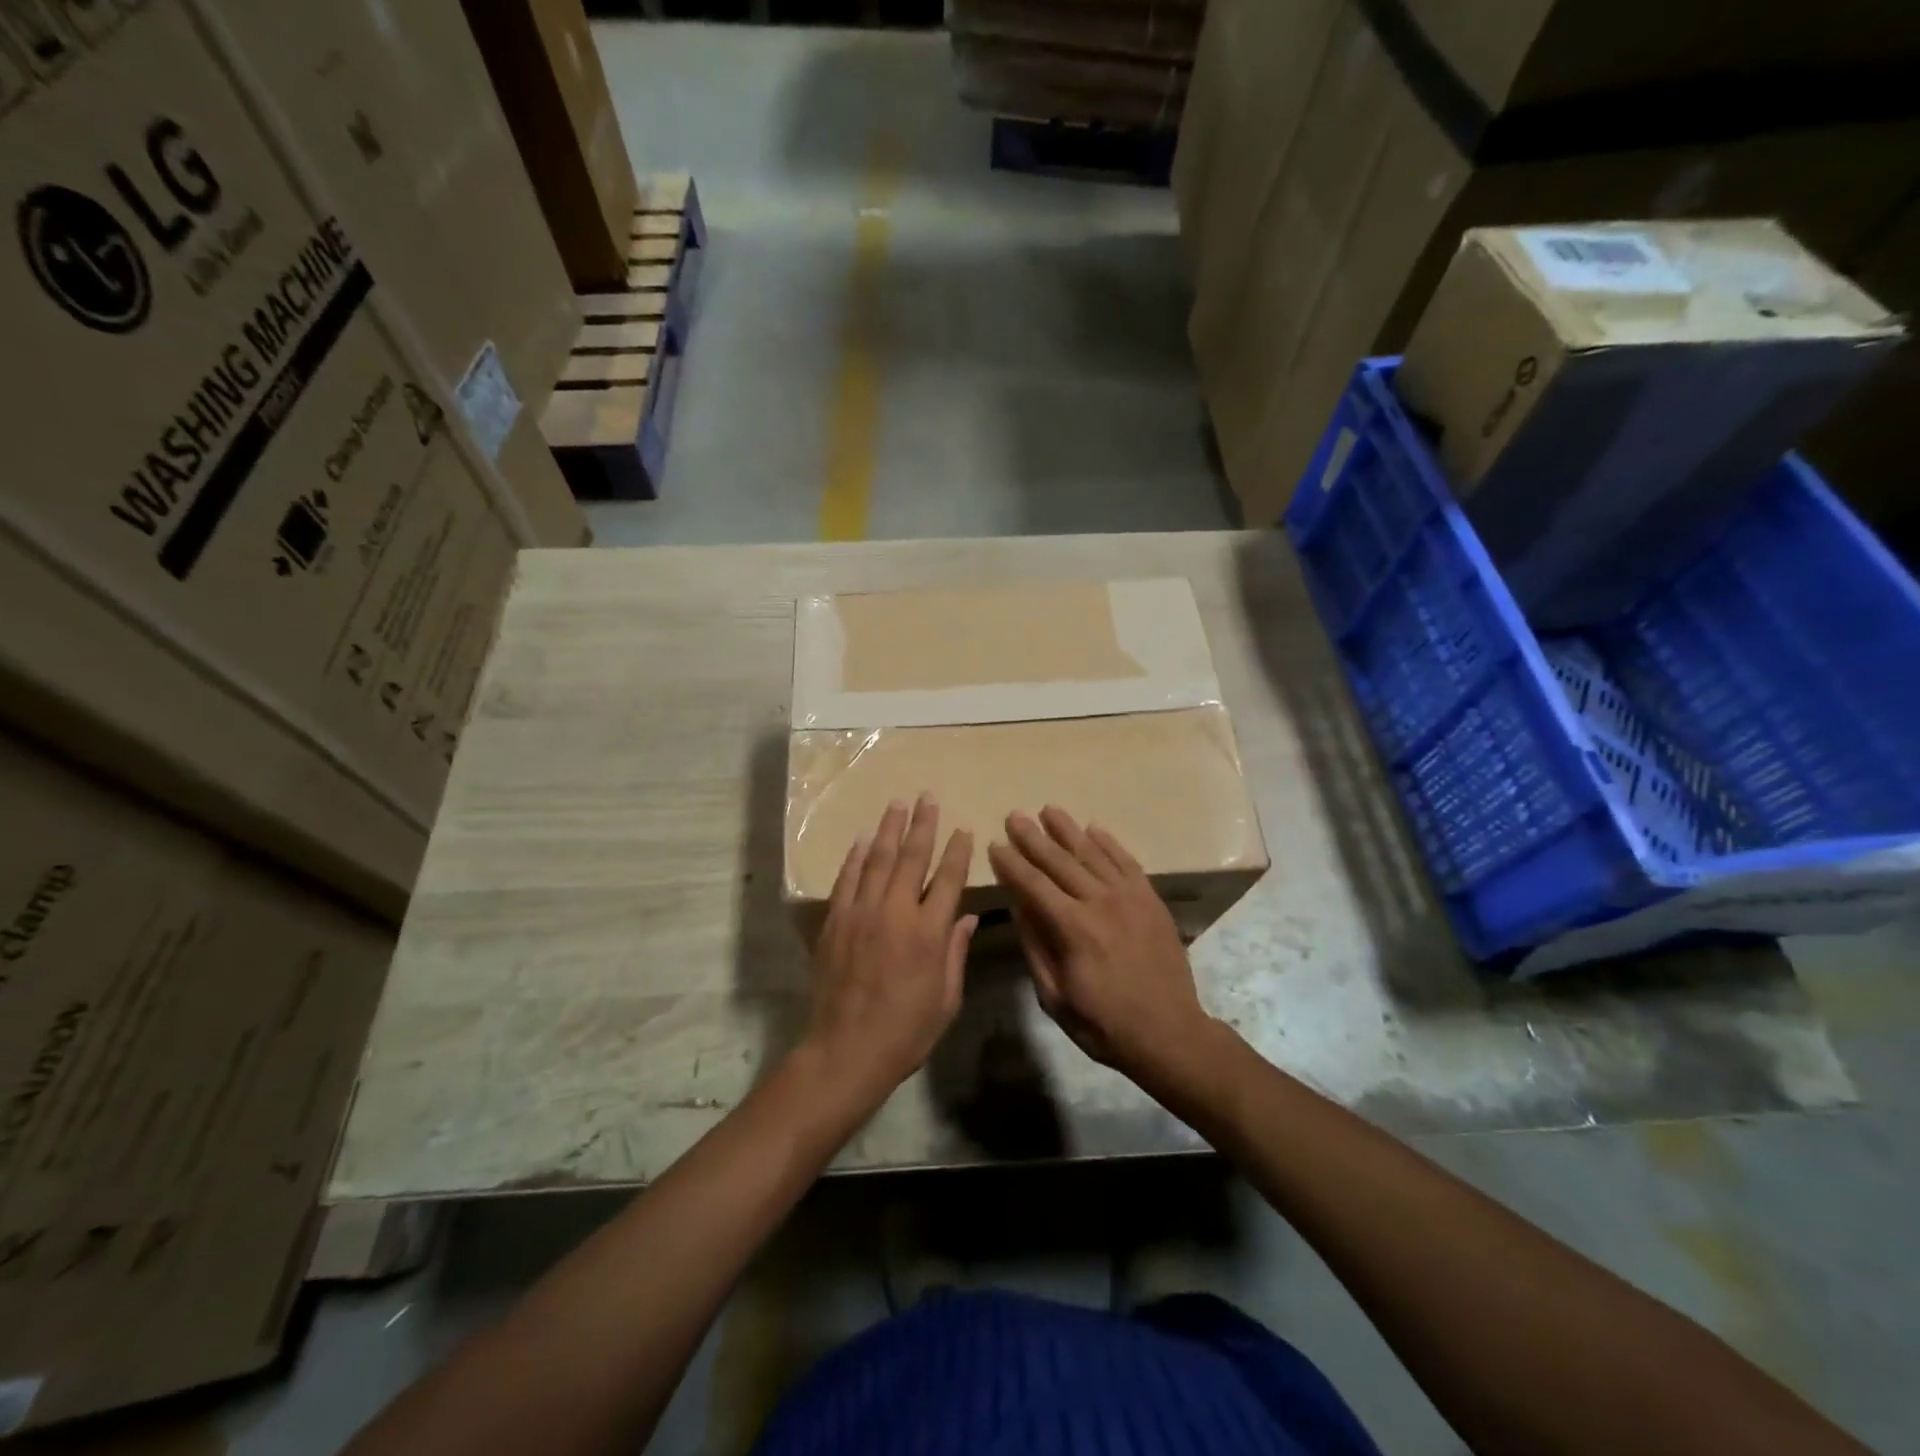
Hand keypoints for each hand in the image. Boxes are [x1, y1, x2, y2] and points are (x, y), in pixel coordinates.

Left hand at [802, 795, 977, 1113]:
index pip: (948, 879)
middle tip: (928, 797)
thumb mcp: (946, 999)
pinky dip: (856, 857)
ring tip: (898, 804)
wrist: (845, 1051)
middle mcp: (895, 913)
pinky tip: (864, 839)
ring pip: (878, 860)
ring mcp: (861, 913)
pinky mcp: (835, 921)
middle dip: (923, 825)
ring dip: (890, 829)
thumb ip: (956, 954)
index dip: (958, 851)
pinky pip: (847, 880)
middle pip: (912, 858)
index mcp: (929, 933)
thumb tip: (965, 918)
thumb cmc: (905, 1032)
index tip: (963, 829)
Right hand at [987, 807, 1214, 1084]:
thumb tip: (1017, 907)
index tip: (995, 845)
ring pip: (1093, 853)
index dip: (1011, 864)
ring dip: (1068, 830)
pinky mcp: (1151, 899)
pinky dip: (1109, 843)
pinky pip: (1127, 862)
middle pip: (1060, 861)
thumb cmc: (1104, 1023)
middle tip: (1015, 816)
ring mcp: (1130, 897)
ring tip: (1049, 810)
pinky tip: (1093, 829)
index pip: (1033, 885)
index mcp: (1072, 928)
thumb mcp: (1055, 996)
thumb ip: (1035, 947)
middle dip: (1034, 837)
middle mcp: (1100, 902)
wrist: (1170, 1034)